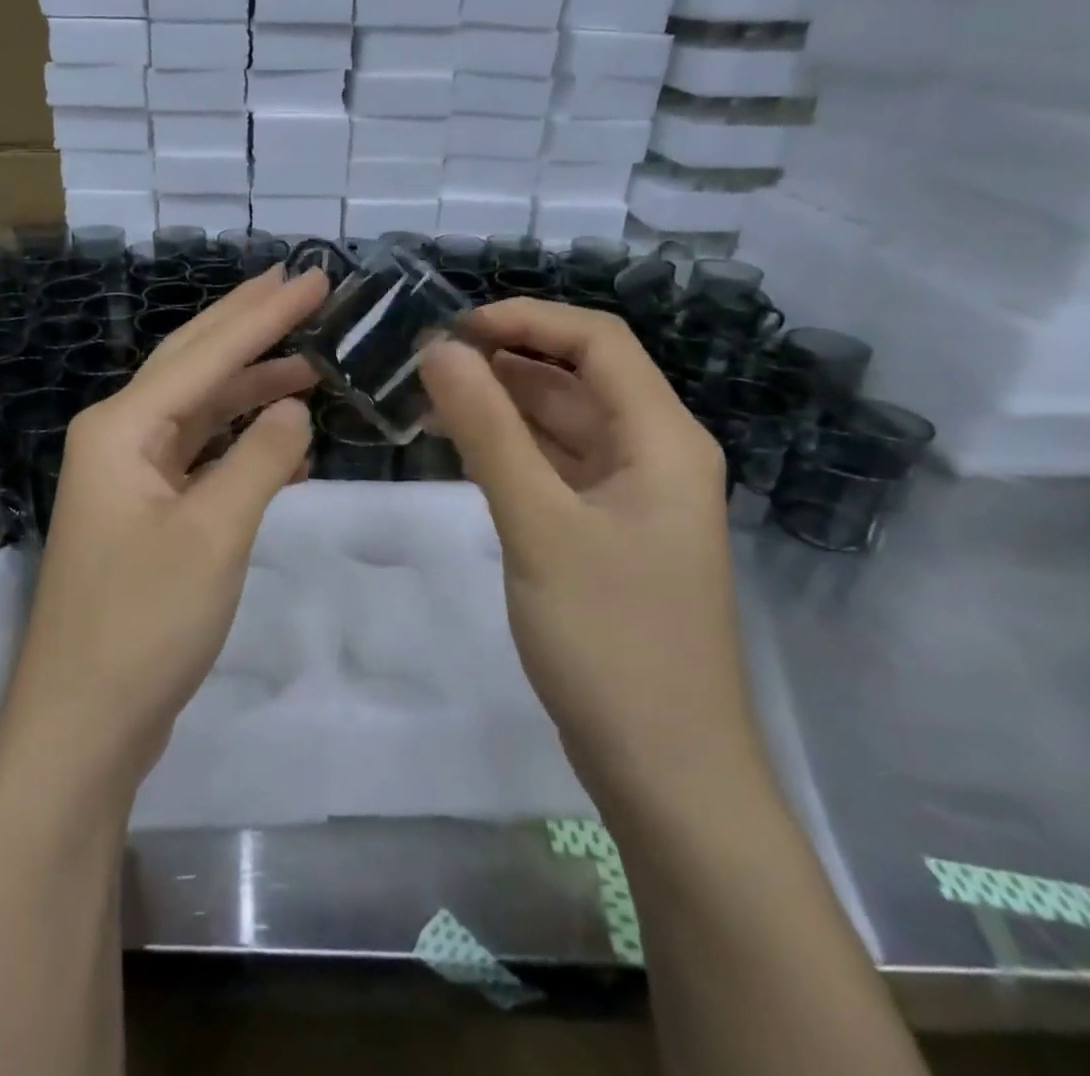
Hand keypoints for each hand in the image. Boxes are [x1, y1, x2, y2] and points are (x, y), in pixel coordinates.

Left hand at [2, 267, 327, 786]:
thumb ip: (259, 459)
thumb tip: (296, 407)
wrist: (83, 723)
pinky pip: (200, 456)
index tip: (313, 277)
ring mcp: (130, 476)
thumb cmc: (143, 624)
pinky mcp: (146, 513)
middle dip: (249, 325)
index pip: (207, 353)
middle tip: (302, 287)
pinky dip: (242, 442)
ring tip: (308, 359)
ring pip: (199, 410)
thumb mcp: (213, 535)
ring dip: (251, 385)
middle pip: (194, 364)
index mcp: (123, 427)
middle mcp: (119, 437)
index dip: (265, 313)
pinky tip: (285, 439)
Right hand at [420, 301, 759, 807]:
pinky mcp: (605, 533)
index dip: (526, 320)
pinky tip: (460, 448)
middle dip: (504, 360)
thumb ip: (487, 432)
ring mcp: (630, 497)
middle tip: (424, 365)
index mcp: (662, 438)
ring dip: (502, 405)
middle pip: (578, 378)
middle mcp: (654, 454)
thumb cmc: (610, 640)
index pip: (597, 341)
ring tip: (428, 398)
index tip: (452, 330)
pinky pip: (555, 467)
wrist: (665, 771)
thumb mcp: (539, 525)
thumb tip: (438, 350)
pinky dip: (510, 449)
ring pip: (562, 424)